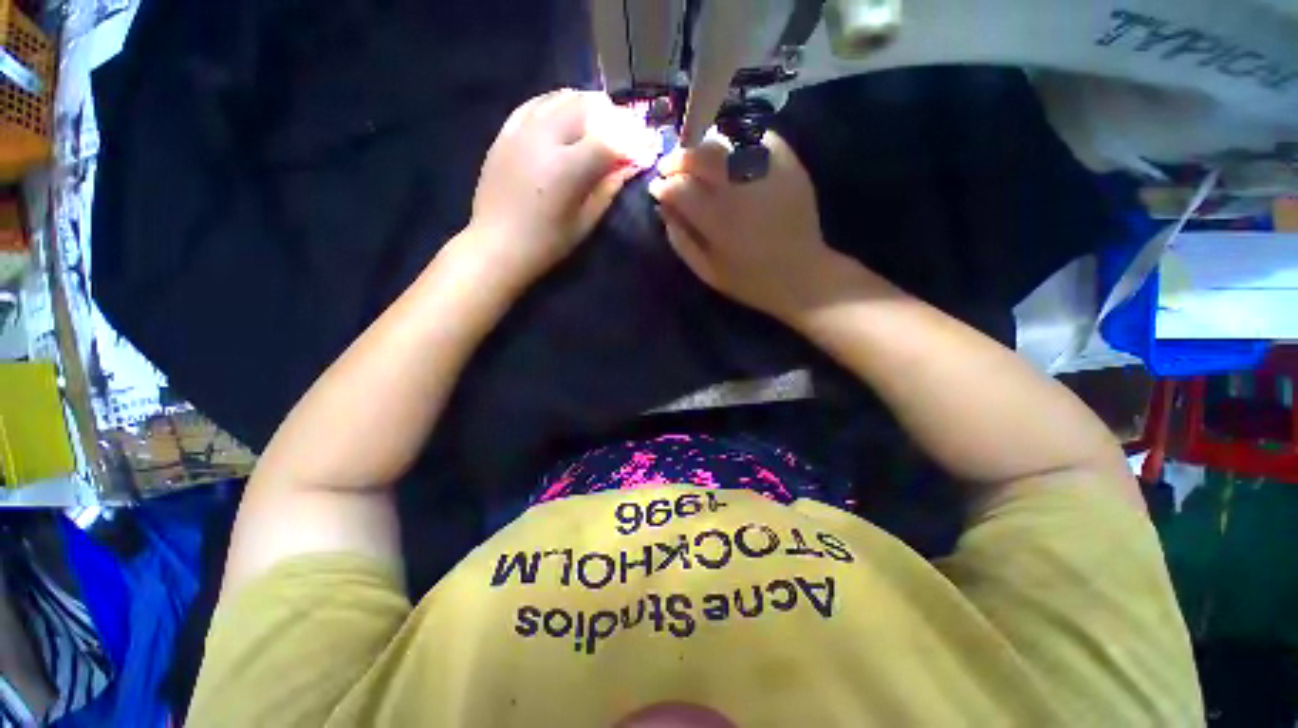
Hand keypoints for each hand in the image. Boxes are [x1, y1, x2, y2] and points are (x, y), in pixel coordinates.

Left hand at [465, 89, 654, 294]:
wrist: (497, 245)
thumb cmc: (546, 243)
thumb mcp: (584, 221)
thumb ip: (608, 188)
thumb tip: (630, 166)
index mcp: (567, 169)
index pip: (609, 139)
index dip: (631, 141)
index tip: (644, 149)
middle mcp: (544, 139)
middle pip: (586, 107)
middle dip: (613, 116)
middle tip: (625, 131)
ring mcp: (521, 131)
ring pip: (560, 98)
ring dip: (586, 105)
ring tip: (600, 120)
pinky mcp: (505, 133)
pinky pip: (534, 103)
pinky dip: (556, 103)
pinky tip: (565, 113)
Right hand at [648, 132, 848, 323]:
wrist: (802, 276)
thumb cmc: (750, 280)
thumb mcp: (707, 271)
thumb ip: (681, 240)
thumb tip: (664, 209)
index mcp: (719, 221)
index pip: (679, 188)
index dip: (663, 185)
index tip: (658, 188)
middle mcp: (741, 189)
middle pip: (701, 155)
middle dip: (678, 158)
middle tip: (671, 167)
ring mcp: (768, 172)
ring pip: (727, 140)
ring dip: (705, 146)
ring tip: (699, 159)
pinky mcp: (789, 164)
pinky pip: (758, 137)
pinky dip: (738, 140)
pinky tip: (731, 155)